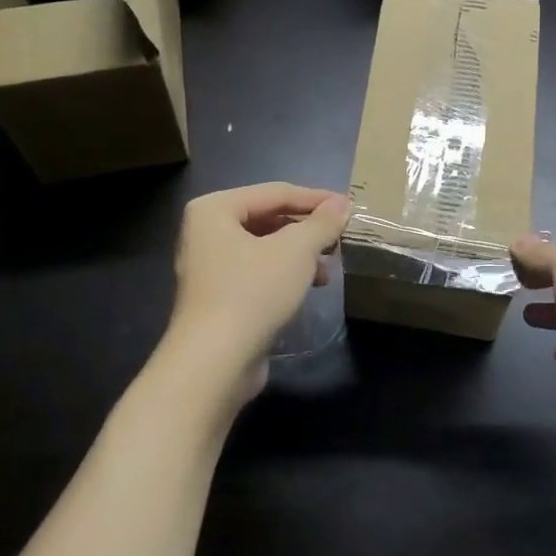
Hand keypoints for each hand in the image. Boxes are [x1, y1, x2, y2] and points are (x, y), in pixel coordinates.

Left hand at [164, 183, 349, 400]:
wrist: (214, 363)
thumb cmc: (252, 292)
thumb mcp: (296, 250)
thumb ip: (322, 223)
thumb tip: (343, 203)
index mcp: (215, 209)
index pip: (275, 192)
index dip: (316, 199)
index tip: (349, 207)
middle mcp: (206, 232)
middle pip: (268, 218)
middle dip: (307, 229)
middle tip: (340, 238)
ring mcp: (209, 267)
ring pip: (265, 247)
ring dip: (300, 254)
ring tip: (329, 267)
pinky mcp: (218, 297)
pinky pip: (258, 272)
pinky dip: (285, 274)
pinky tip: (311, 287)